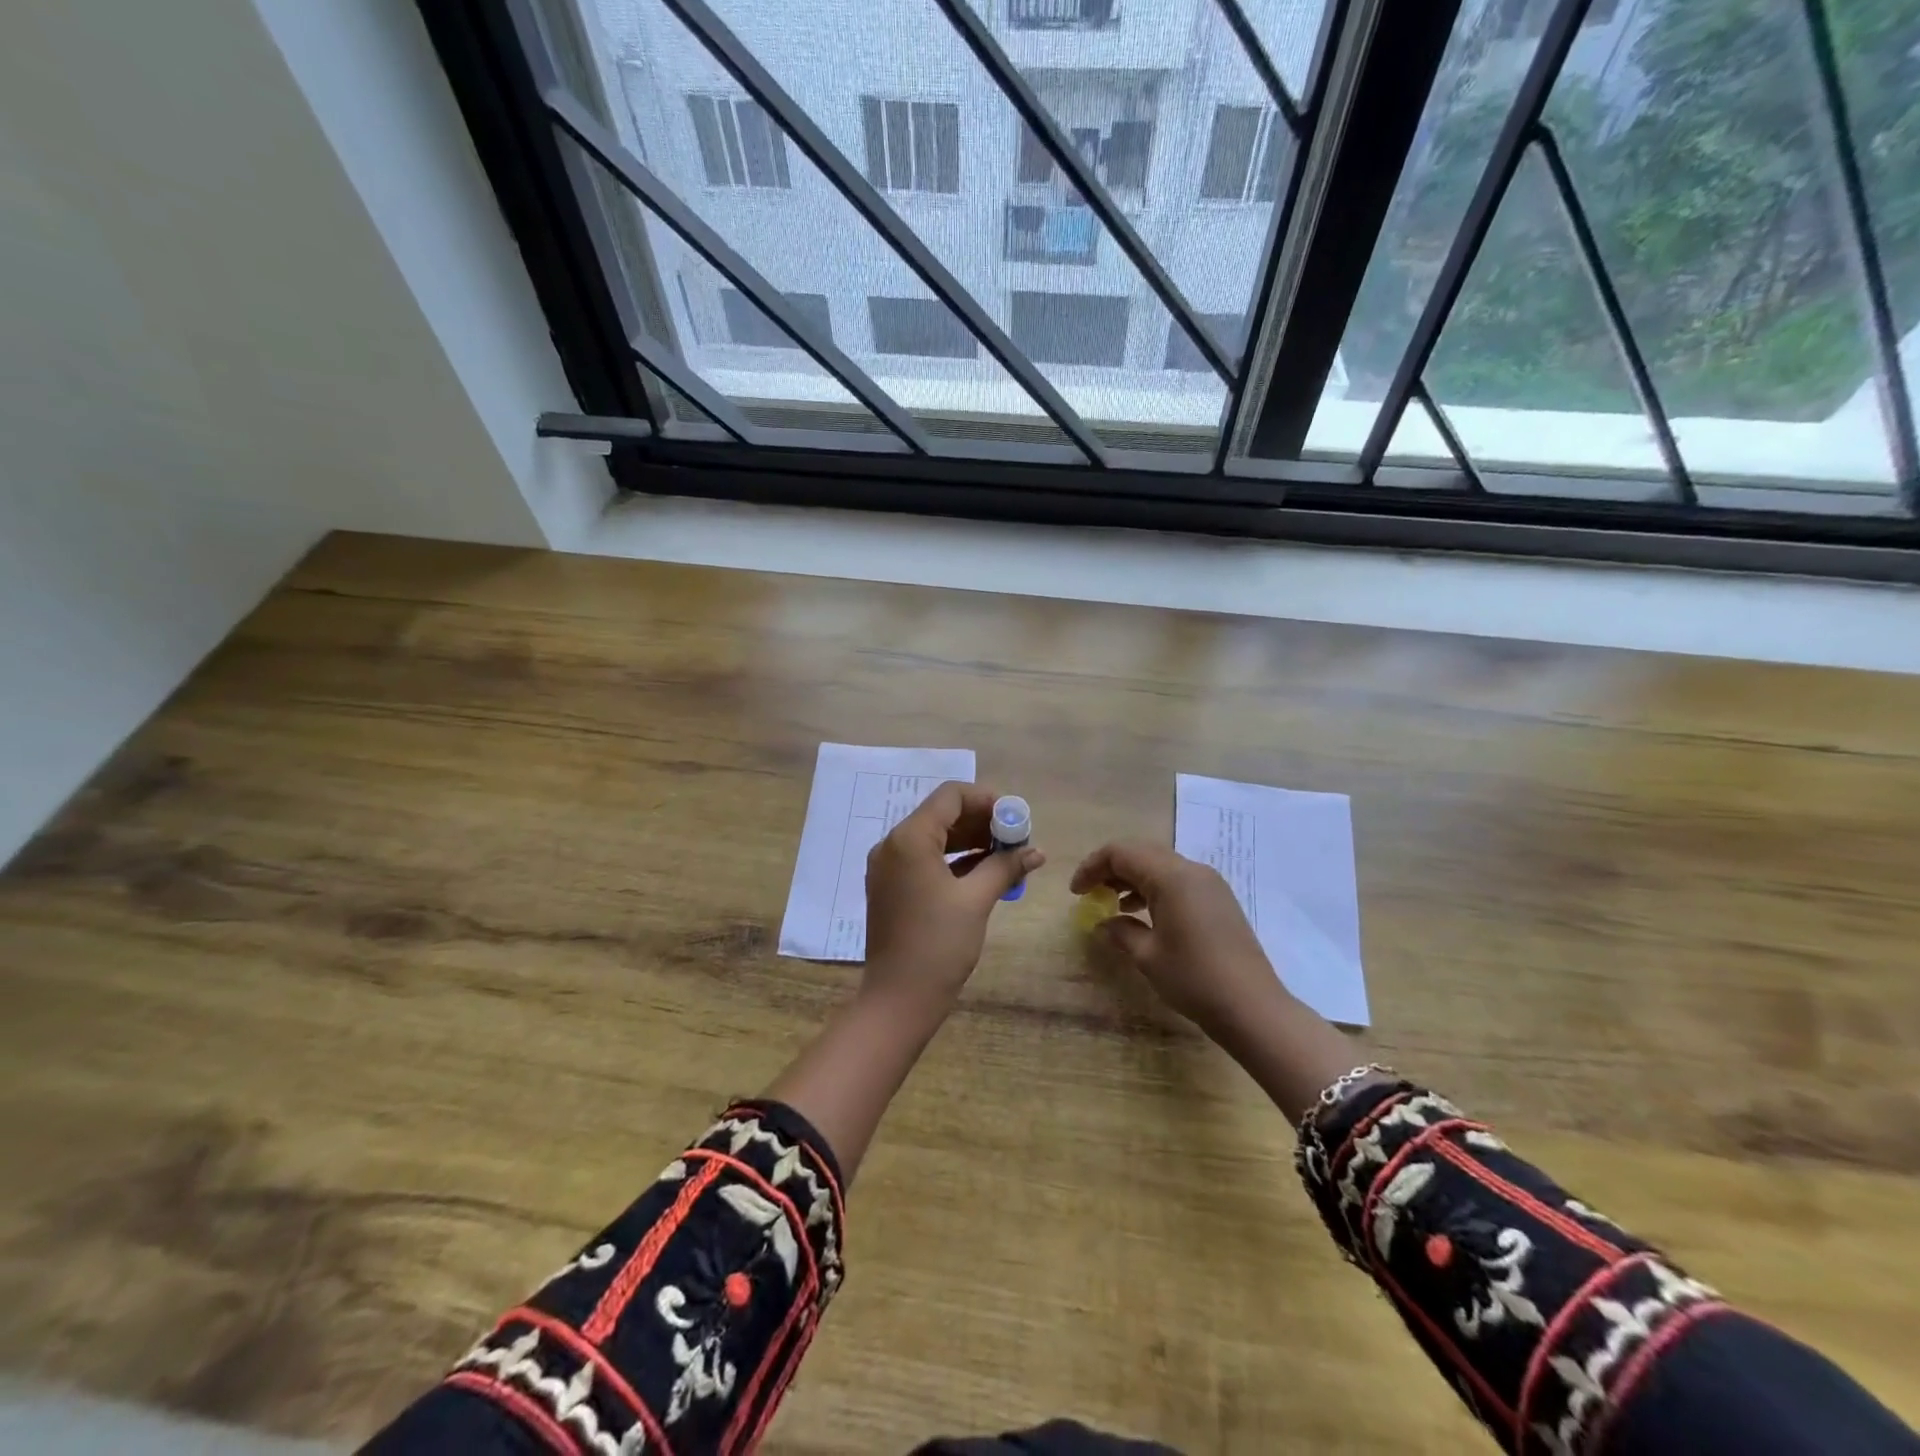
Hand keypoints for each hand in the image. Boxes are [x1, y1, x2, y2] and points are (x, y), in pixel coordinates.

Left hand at [863, 782, 1044, 1013]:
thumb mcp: (976, 900)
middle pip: (942, 815)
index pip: (950, 796)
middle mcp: (893, 845)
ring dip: (970, 841)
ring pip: (935, 837)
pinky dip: (954, 860)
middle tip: (1017, 838)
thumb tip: (1035, 852)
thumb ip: (1005, 867)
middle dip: (982, 822)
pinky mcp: (891, 887)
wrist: (899, 999)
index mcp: (909, 838)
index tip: (1016, 817)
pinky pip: (925, 860)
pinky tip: (985, 872)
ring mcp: (888, 867)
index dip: (986, 800)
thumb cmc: (938, 944)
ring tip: (1007, 855)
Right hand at [1070, 840, 1288, 1042]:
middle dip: (1111, 868)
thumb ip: (1121, 931)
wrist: (1253, 1008)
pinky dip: (1154, 888)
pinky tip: (1142, 913)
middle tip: (1090, 893)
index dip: (1092, 867)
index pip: (1120, 853)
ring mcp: (1209, 883)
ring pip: (1160, 865)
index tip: (1075, 892)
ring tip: (1111, 902)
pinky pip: (1178, 880)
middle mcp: (1191, 870)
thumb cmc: (1194, 979)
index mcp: (1171, 876)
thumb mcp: (1148, 956)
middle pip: (1141, 852)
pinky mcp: (1219, 899)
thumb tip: (1103, 923)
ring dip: (1132, 877)